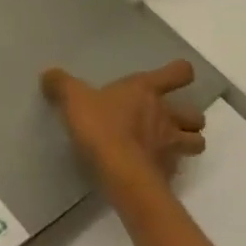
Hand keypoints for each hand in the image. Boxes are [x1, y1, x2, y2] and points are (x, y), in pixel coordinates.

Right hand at [41, 61, 206, 181]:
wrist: (119, 171)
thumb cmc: (101, 126)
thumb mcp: (73, 99)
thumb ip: (61, 84)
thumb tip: (49, 74)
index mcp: (146, 91)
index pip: (178, 73)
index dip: (179, 72)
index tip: (175, 76)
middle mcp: (166, 115)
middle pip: (196, 114)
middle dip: (188, 117)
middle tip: (170, 120)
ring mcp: (171, 145)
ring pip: (197, 142)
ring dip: (187, 142)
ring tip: (168, 146)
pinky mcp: (167, 172)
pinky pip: (176, 168)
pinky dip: (168, 167)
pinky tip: (151, 169)